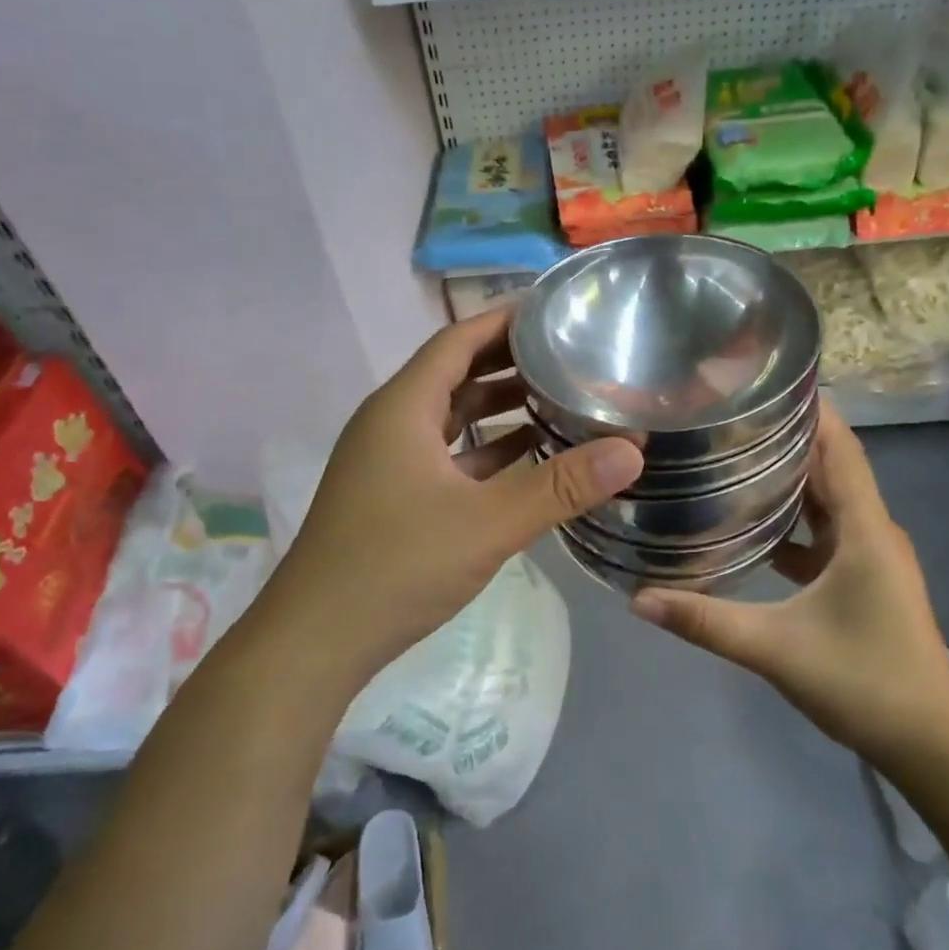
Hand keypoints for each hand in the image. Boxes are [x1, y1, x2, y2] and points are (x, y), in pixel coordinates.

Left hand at [270, 307, 643, 676]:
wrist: (316, 640)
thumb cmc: (396, 566)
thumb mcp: (488, 523)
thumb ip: (561, 485)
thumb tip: (632, 450)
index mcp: (403, 408)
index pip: (458, 339)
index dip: (504, 319)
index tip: (553, 308)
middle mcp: (391, 423)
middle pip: (456, 374)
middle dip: (510, 361)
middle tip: (569, 351)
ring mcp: (389, 462)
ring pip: (452, 417)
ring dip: (499, 406)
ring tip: (558, 397)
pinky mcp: (394, 496)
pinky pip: (448, 455)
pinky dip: (486, 449)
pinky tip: (527, 458)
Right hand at [629, 399, 948, 762]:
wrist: (930, 742)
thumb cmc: (864, 682)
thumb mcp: (776, 649)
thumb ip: (706, 621)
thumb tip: (638, 598)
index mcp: (864, 528)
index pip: (839, 446)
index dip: (807, 408)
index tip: (759, 382)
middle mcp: (872, 529)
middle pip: (831, 463)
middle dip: (786, 434)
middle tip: (728, 415)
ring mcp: (870, 554)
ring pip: (827, 497)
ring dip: (788, 475)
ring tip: (732, 454)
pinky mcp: (863, 577)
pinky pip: (825, 530)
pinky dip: (793, 518)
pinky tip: (751, 523)